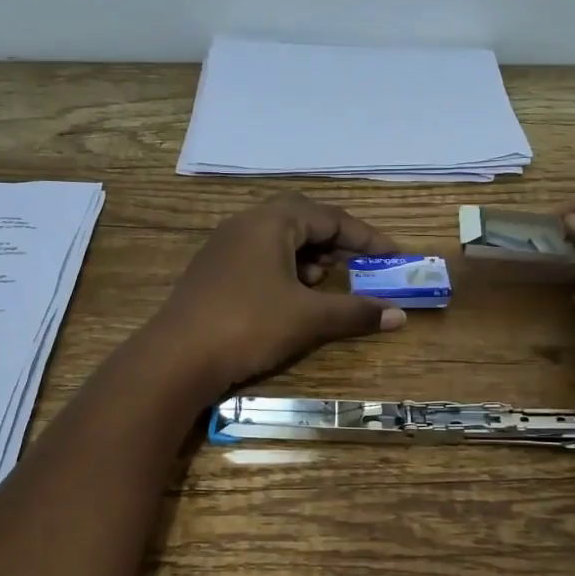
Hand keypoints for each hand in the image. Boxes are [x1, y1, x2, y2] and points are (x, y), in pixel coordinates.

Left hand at [145, 193, 407, 396]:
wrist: (176, 358)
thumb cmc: (248, 325)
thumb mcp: (308, 318)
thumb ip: (355, 312)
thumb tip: (398, 315)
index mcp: (271, 221)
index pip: (329, 217)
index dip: (365, 237)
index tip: (393, 255)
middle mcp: (245, 224)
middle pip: (301, 221)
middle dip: (333, 243)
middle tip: (355, 266)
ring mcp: (223, 248)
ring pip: (277, 241)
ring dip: (307, 258)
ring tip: (321, 286)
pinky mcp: (212, 273)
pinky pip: (258, 259)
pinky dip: (284, 272)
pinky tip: (288, 300)